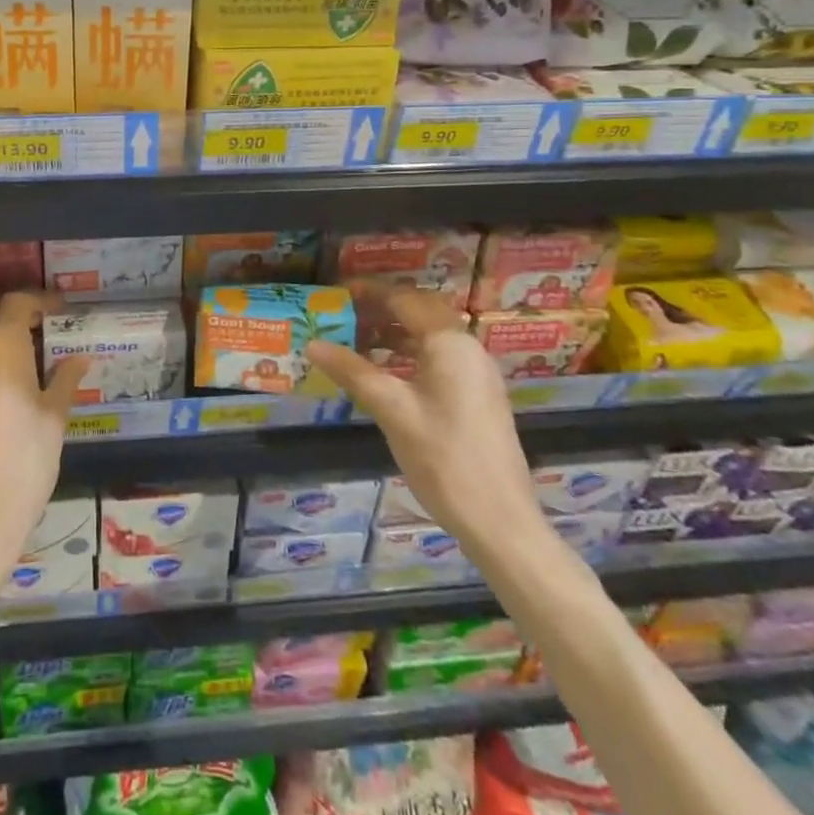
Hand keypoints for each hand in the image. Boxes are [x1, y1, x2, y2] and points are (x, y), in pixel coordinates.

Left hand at [0, 293, 86, 607]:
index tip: (58, 311)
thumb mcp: (54, 421)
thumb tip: (79, 358)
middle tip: (28, 327)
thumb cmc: (23, 465)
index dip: (39, 300)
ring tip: (14, 365)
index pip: (17, 302)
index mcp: (2, 347)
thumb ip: (65, 381)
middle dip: (1, 308)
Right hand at [305, 290, 545, 556]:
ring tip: (354, 342)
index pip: (404, 299)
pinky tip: (383, 373)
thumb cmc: (443, 459)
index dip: (369, 292)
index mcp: (450, 343)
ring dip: (393, 333)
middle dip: (380, 309)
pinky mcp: (477, 396)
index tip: (336, 292)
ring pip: (428, 336)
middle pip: (419, 312)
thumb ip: (352, 371)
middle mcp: (467, 348)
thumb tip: (313, 344)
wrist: (500, 522)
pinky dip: (408, 354)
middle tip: (342, 315)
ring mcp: (476, 373)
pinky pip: (437, 358)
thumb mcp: (391, 410)